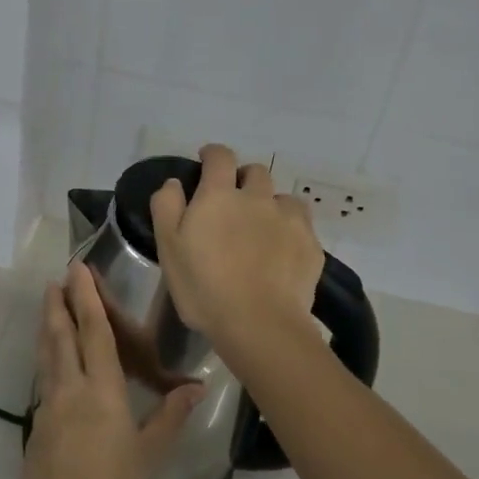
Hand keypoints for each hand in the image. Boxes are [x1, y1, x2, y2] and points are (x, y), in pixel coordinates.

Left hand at [23, 263, 203, 478]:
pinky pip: (43, 379)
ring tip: (47, 305)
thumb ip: (170, 417)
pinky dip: (46, 358)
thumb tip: (198, 388)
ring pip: (47, 355)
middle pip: (62, 336)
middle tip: (55, 278)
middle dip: (59, 304)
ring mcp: (49, 406)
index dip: (87, 299)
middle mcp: (71, 389)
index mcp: (102, 391)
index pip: (94, 333)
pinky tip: (49, 360)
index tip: (77, 271)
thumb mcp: (149, 453)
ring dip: (47, 326)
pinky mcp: (37, 426)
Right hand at [150, 143, 323, 351]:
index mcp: (220, 195)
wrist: (259, 324)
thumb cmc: (204, 287)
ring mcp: (289, 220)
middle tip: (234, 201)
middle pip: (256, 171)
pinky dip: (290, 231)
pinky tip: (282, 254)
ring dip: (271, 205)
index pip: (220, 157)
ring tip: (263, 229)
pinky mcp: (310, 245)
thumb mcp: (168, 248)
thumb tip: (175, 183)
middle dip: (244, 178)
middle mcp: (258, 198)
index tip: (206, 161)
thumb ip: (167, 207)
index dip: (212, 154)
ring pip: (283, 198)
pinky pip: (302, 226)